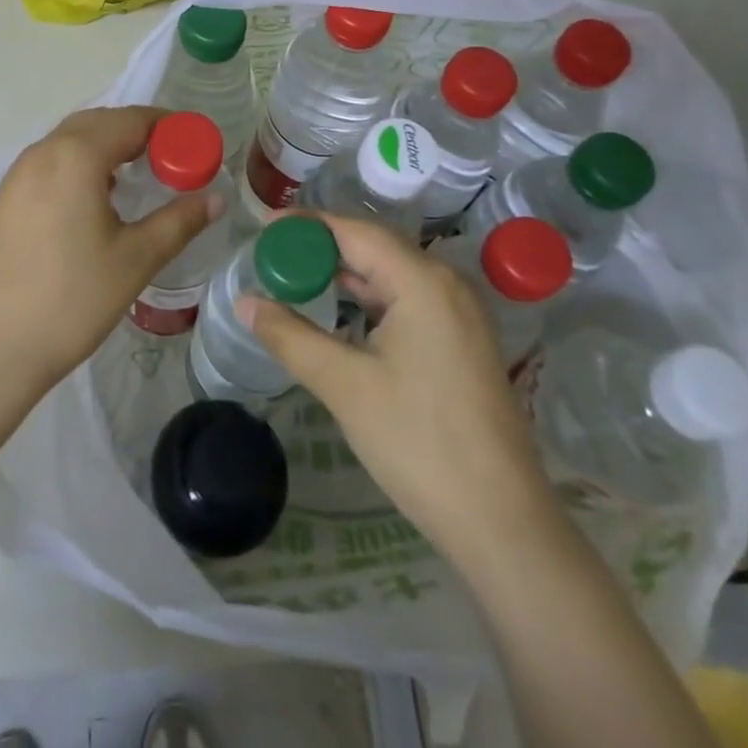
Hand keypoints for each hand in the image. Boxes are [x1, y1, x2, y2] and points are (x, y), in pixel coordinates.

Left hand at [0, 106, 220, 400]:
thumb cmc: (72, 300)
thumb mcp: (136, 259)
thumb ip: (180, 221)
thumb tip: (217, 198)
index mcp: (76, 156)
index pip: (131, 120)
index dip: (168, 126)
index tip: (195, 145)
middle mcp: (44, 152)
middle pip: (99, 122)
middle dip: (138, 131)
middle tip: (172, 159)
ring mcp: (19, 173)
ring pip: (71, 139)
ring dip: (108, 145)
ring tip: (139, 175)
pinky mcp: (6, 197)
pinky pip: (52, 161)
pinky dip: (81, 162)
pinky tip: (97, 198)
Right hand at [238, 213, 552, 567]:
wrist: (502, 523)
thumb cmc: (418, 443)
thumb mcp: (344, 385)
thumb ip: (290, 336)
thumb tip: (244, 302)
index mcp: (422, 280)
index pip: (354, 231)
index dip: (306, 225)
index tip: (263, 228)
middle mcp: (446, 283)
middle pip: (375, 247)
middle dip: (322, 247)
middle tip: (273, 255)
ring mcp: (459, 313)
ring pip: (391, 275)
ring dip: (345, 274)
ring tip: (296, 279)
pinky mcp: (462, 341)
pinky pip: (408, 300)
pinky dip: (369, 299)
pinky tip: (341, 313)